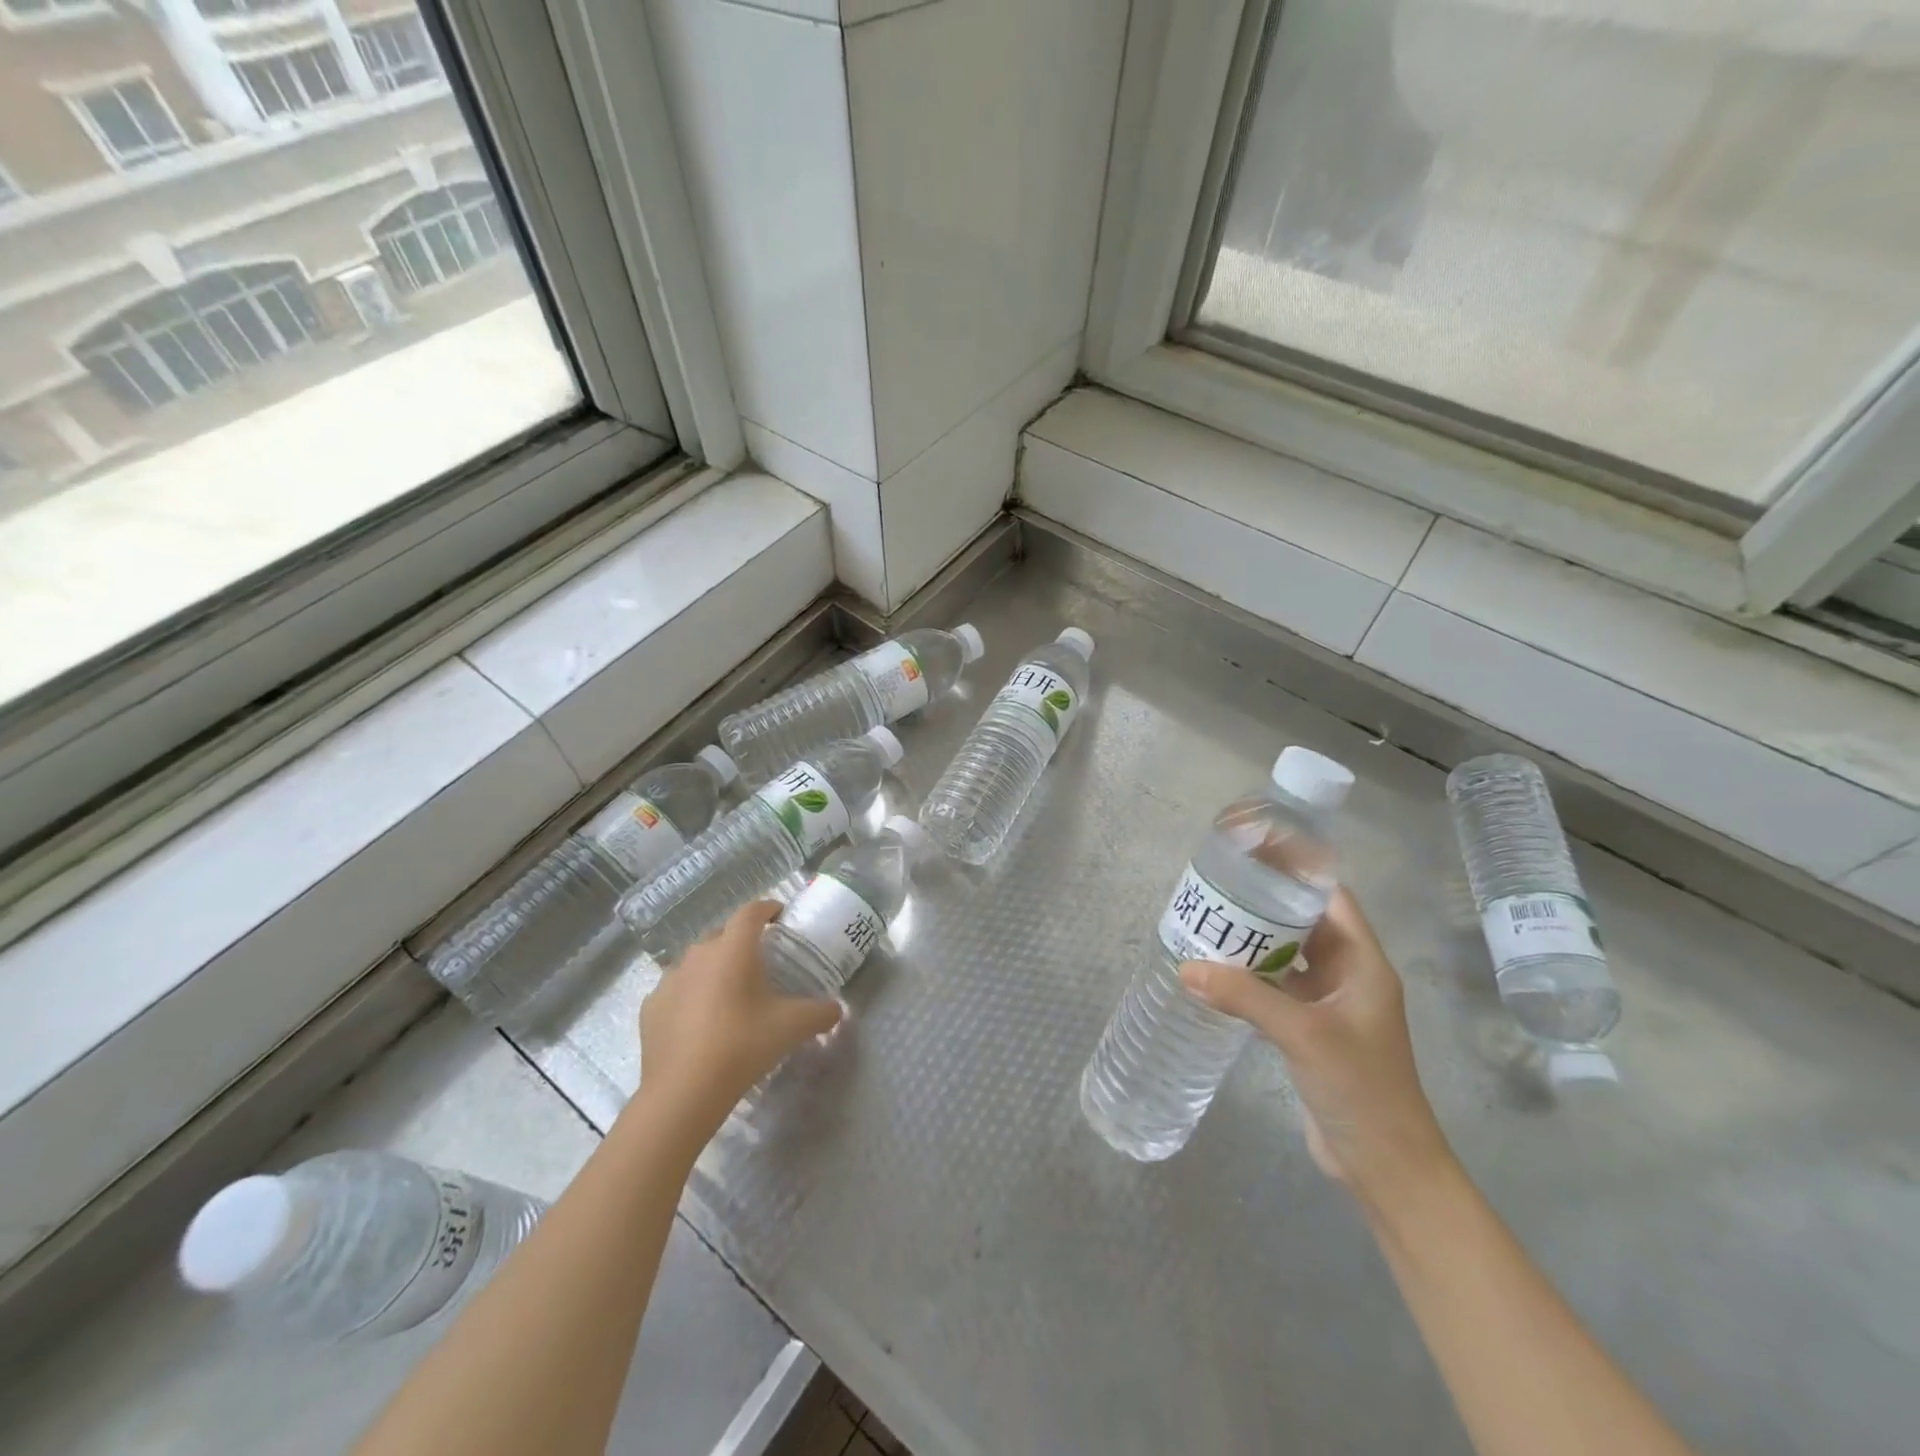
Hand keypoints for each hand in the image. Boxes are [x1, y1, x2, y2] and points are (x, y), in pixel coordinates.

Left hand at [636, 901, 841, 1142]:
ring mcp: (669, 979)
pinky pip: (677, 989)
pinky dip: (690, 995)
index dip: (768, 908)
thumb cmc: (742, 1046)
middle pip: (723, 934)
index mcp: (733, 949)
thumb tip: (836, 1010)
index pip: (752, 911)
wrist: (683, 1092)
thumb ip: (820, 1013)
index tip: (780, 916)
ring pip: (697, 961)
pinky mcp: (651, 1006)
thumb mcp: (792, 1027)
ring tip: (730, 992)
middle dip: (742, 941)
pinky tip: (700, 1020)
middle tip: (761, 962)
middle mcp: (698, 953)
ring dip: (714, 968)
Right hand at [1179, 890, 1453, 1209]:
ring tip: (1209, 922)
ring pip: (1288, 958)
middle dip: (1264, 905)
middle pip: (1304, 924)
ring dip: (1254, 942)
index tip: (1253, 855)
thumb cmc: (1361, 1088)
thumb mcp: (1303, 1034)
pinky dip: (1250, 978)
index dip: (1297, 873)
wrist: (1386, 1166)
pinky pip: (1277, 990)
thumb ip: (1246, 997)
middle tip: (1217, 887)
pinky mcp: (1310, 1031)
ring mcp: (1329, 1005)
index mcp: (1363, 963)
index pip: (1331, 898)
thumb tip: (1187, 967)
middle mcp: (1348, 976)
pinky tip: (1216, 972)